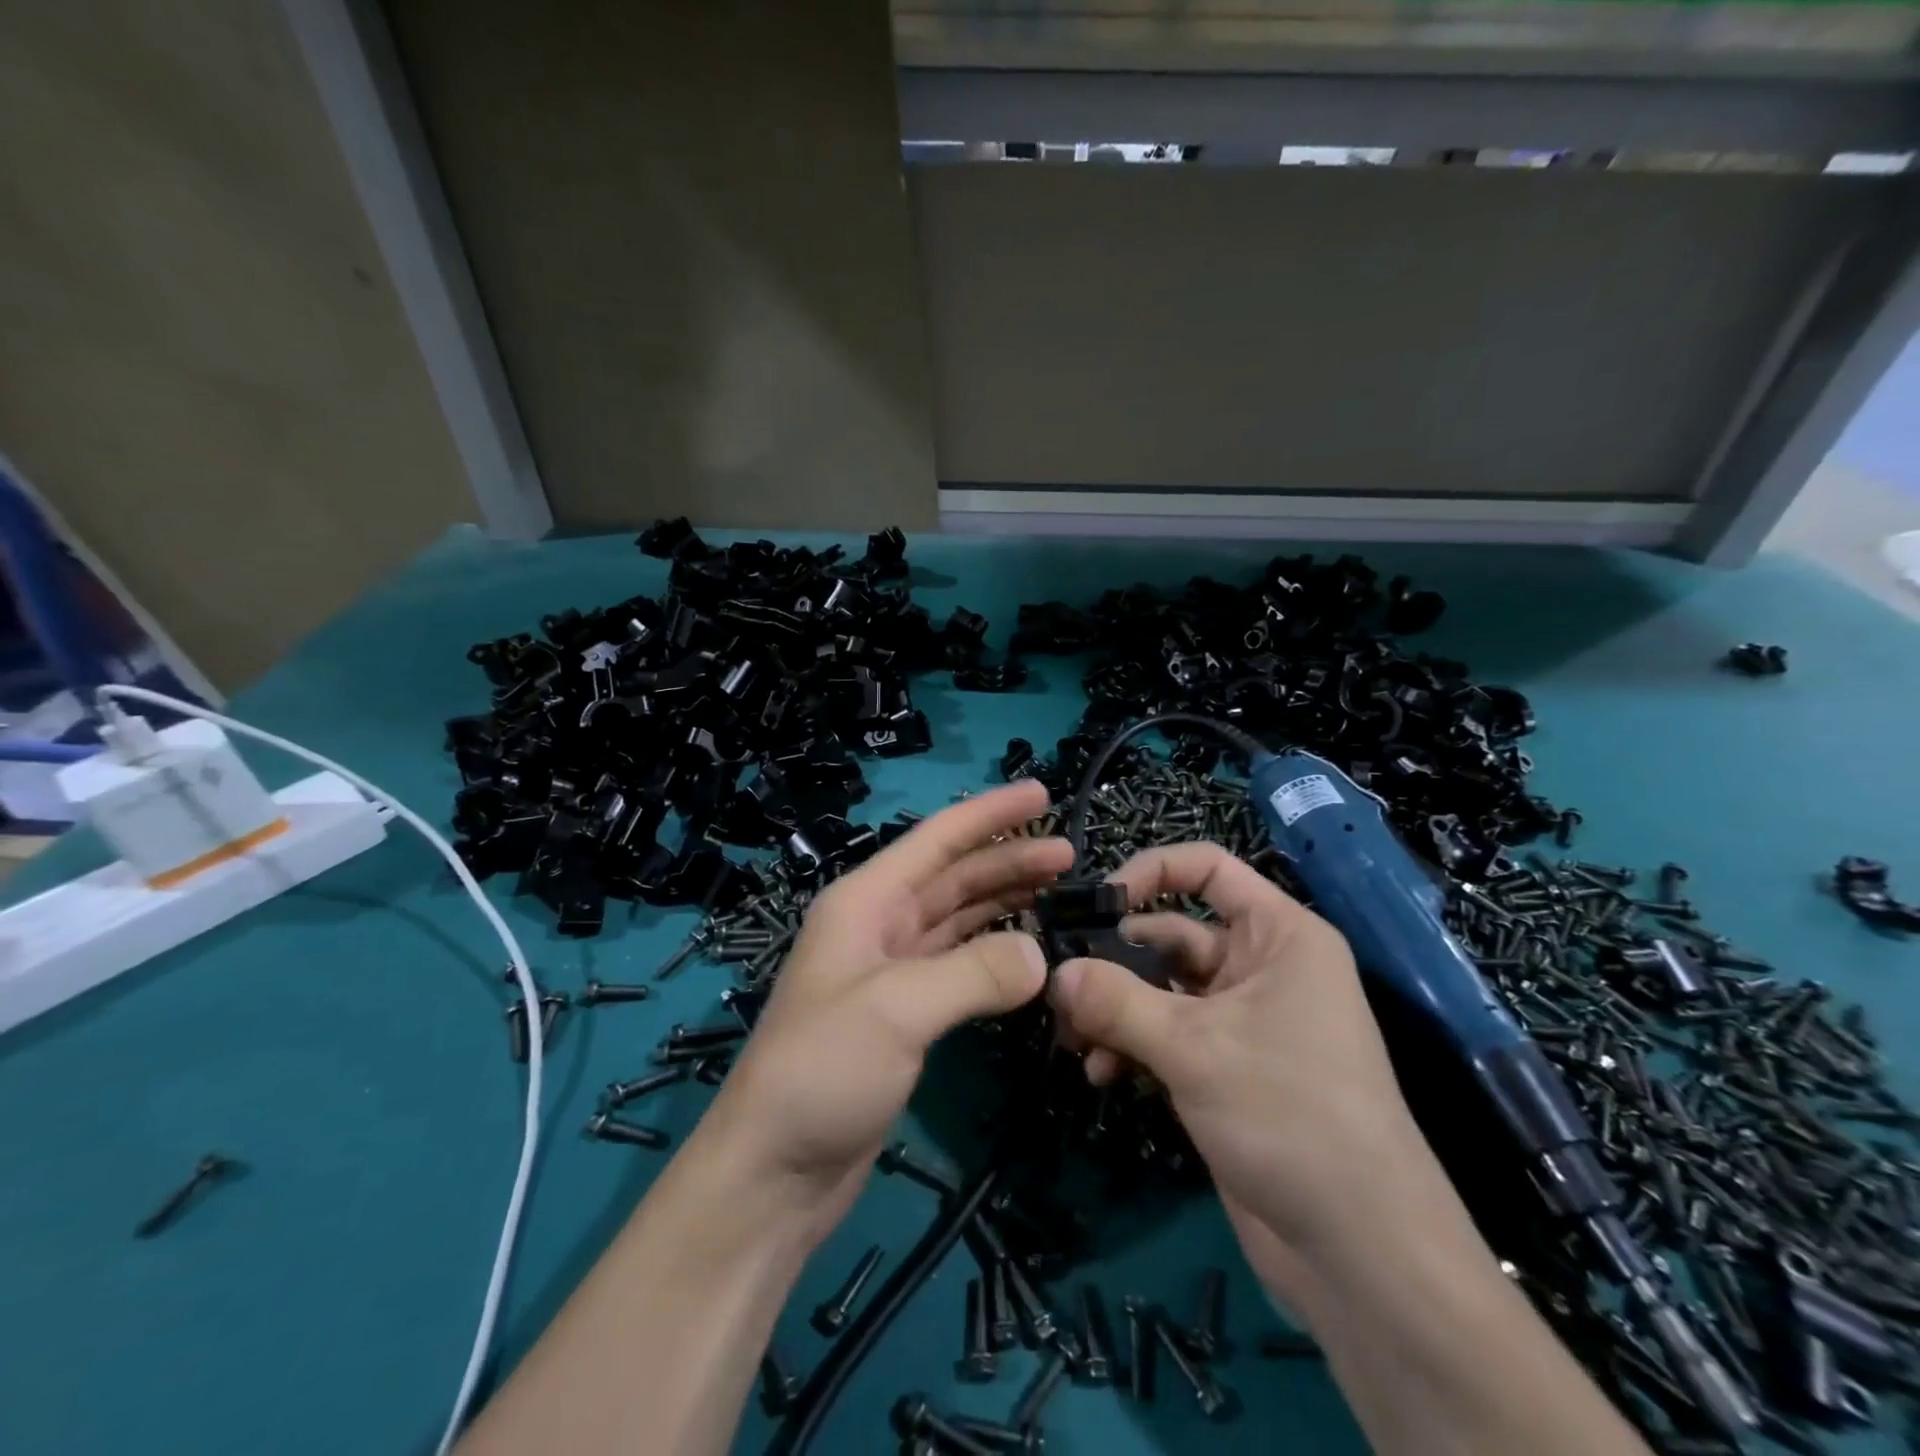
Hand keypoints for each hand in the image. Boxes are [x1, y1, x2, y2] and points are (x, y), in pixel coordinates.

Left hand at [702, 781, 1066, 1239]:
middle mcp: (877, 924)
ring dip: (1004, 899)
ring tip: (1058, 891)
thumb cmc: (822, 1071)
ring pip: (958, 917)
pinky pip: (958, 962)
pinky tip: (1027, 949)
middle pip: (952, 876)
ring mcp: (890, 970)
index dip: (990, 814)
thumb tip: (1043, 954)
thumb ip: (975, 972)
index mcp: (865, 902)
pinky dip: (993, 950)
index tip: (1042, 793)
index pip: (937, 840)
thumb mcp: (898, 1009)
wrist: (773, 1171)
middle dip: (1008, 859)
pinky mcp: (904, 1012)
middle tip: (1069, 854)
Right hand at [1047, 841, 1435, 1253]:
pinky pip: (1165, 1036)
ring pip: (1161, 991)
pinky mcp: (1224, 1070)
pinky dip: (1131, 1047)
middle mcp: (1260, 968)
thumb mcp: (1195, 1048)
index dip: (1151, 871)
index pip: (1208, 869)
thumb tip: (1052, 972)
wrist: (1360, 1253)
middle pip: (1171, 936)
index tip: (1096, 902)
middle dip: (1115, 961)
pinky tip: (1102, 1076)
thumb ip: (1116, 1002)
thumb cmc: (1291, 1115)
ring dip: (1115, 1010)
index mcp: (1277, 936)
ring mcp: (1241, 1022)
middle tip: (1061, 986)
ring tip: (1072, 1039)